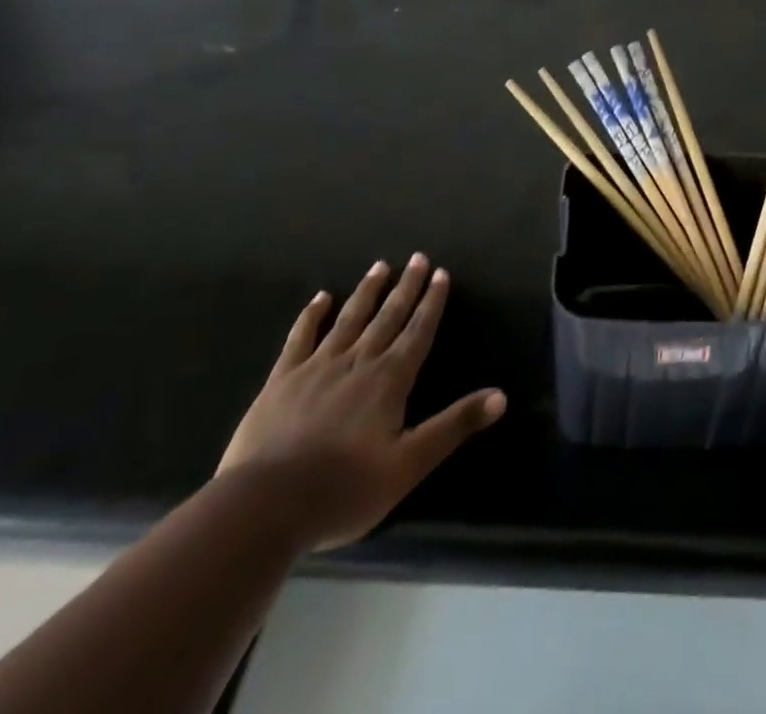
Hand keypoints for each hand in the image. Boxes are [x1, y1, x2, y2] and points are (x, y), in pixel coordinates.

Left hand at [217, 254, 505, 551]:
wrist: (263, 507)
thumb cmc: (344, 490)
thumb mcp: (409, 465)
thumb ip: (454, 425)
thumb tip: (501, 396)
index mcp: (389, 379)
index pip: (418, 331)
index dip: (432, 303)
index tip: (441, 274)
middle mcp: (358, 361)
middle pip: (387, 317)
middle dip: (406, 287)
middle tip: (417, 258)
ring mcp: (317, 367)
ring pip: (349, 319)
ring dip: (367, 292)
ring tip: (380, 266)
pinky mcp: (281, 380)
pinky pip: (300, 338)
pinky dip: (312, 315)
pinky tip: (321, 298)